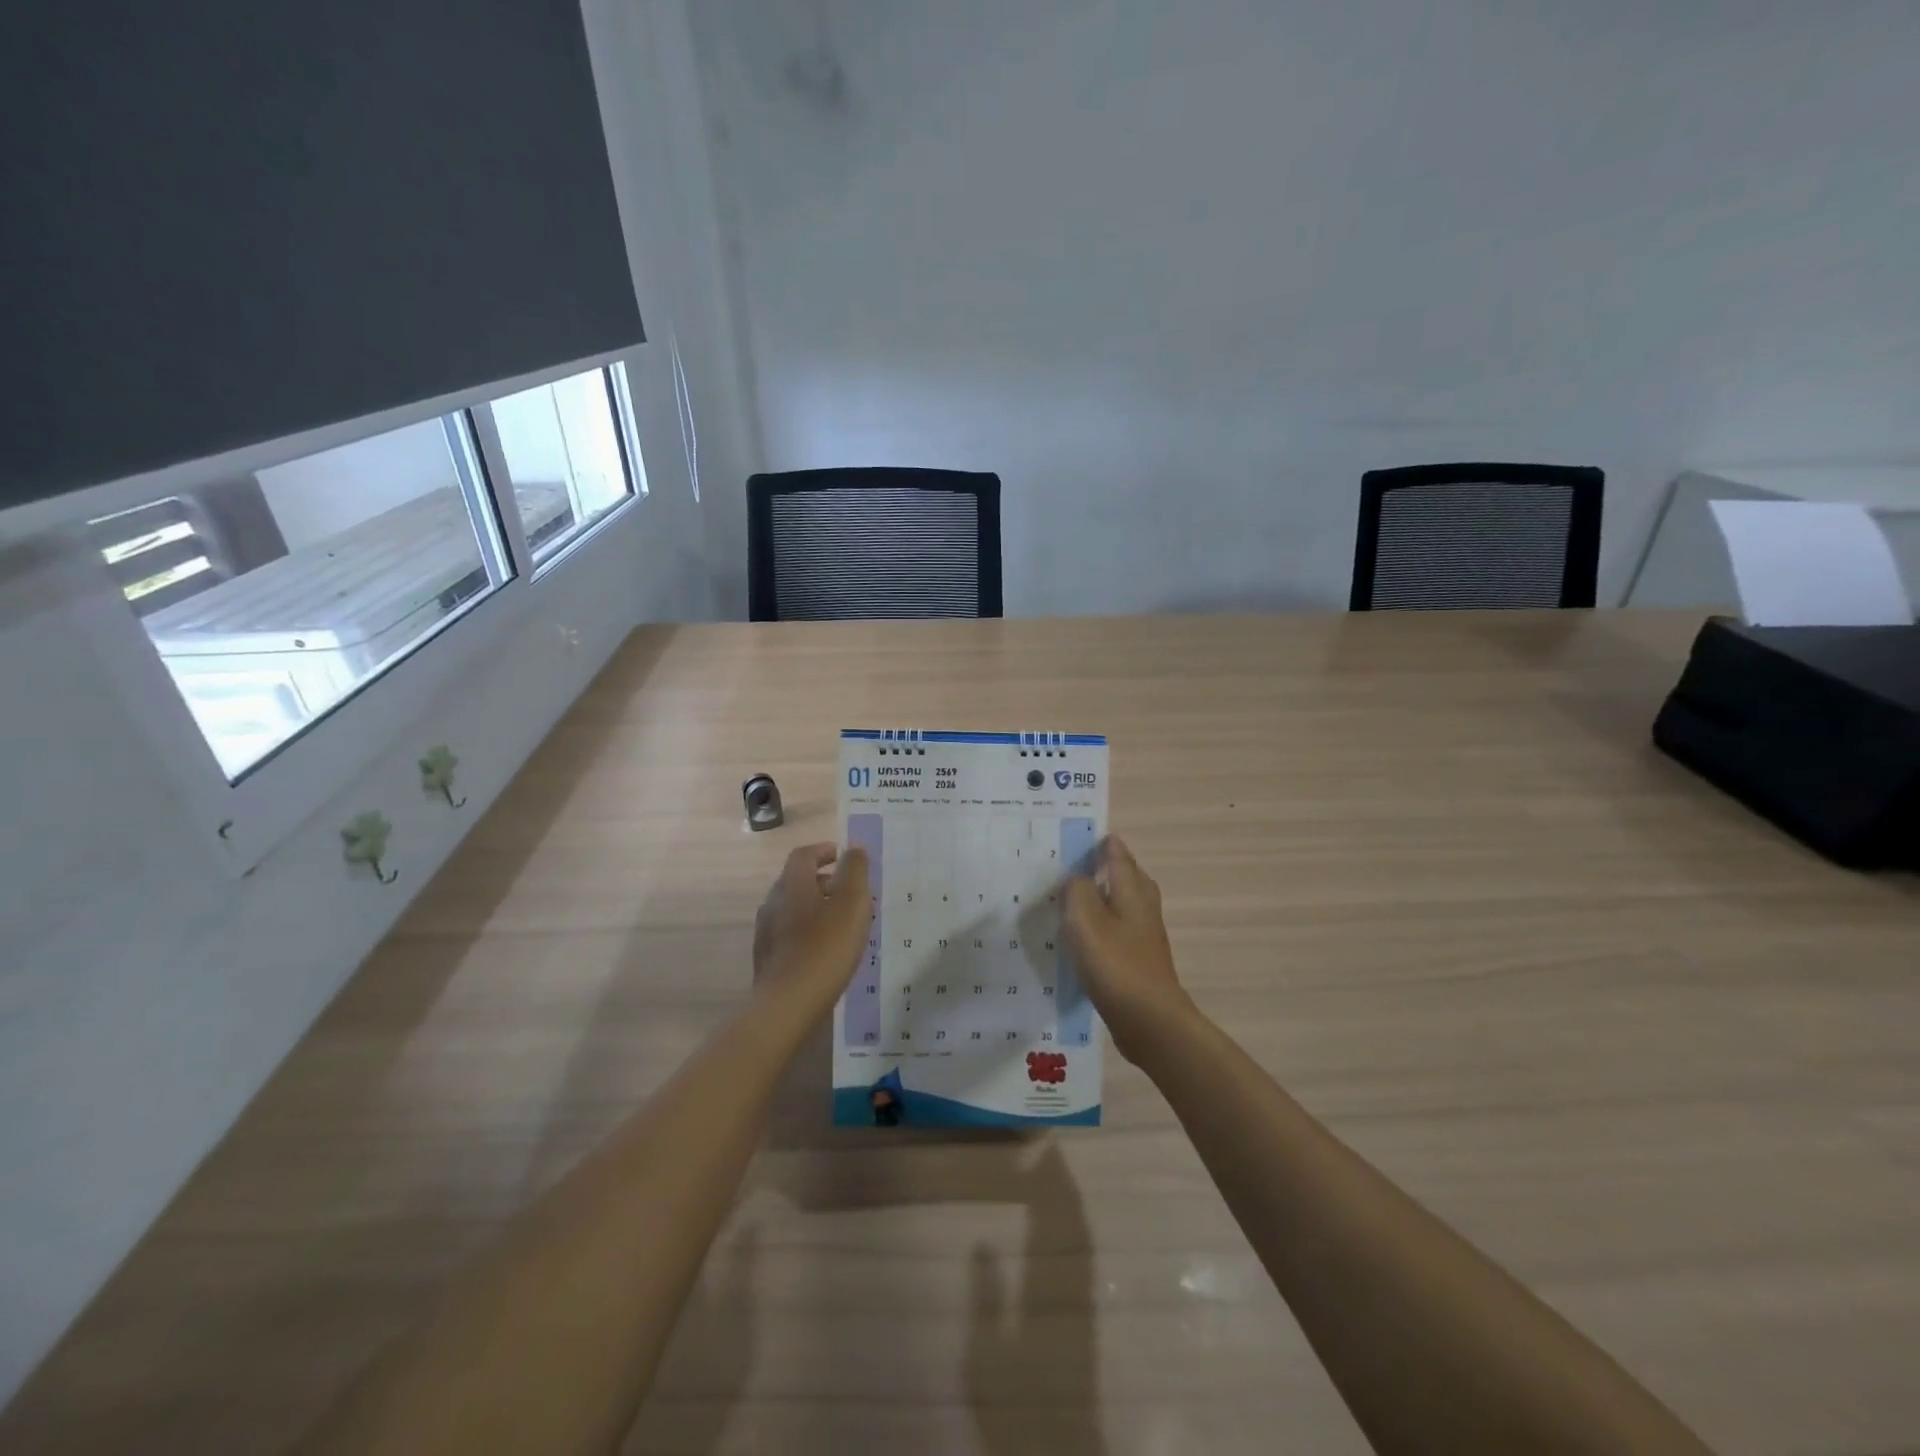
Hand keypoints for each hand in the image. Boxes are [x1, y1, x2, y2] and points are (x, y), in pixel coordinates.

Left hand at [752, 842, 872, 1017]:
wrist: (788, 1005)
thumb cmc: (825, 948)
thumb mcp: (851, 904)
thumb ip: (855, 871)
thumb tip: (854, 847)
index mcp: (792, 885)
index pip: (802, 855)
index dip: (821, 850)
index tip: (840, 854)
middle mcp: (773, 903)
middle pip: (795, 881)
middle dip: (820, 879)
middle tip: (847, 890)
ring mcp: (765, 933)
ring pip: (791, 908)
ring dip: (814, 906)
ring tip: (840, 921)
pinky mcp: (767, 959)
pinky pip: (788, 933)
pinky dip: (807, 929)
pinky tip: (823, 948)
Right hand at [1062, 836, 1196, 1062]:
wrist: (1149, 1021)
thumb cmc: (1116, 964)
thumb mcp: (1085, 920)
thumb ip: (1078, 890)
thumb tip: (1078, 877)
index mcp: (1133, 890)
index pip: (1117, 854)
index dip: (1101, 843)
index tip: (1079, 835)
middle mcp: (1143, 906)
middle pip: (1125, 877)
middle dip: (1104, 867)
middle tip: (1073, 865)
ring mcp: (1144, 934)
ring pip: (1122, 904)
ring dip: (1101, 898)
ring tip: (1071, 899)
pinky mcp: (1139, 959)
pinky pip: (1117, 930)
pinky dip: (1101, 926)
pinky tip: (1082, 938)